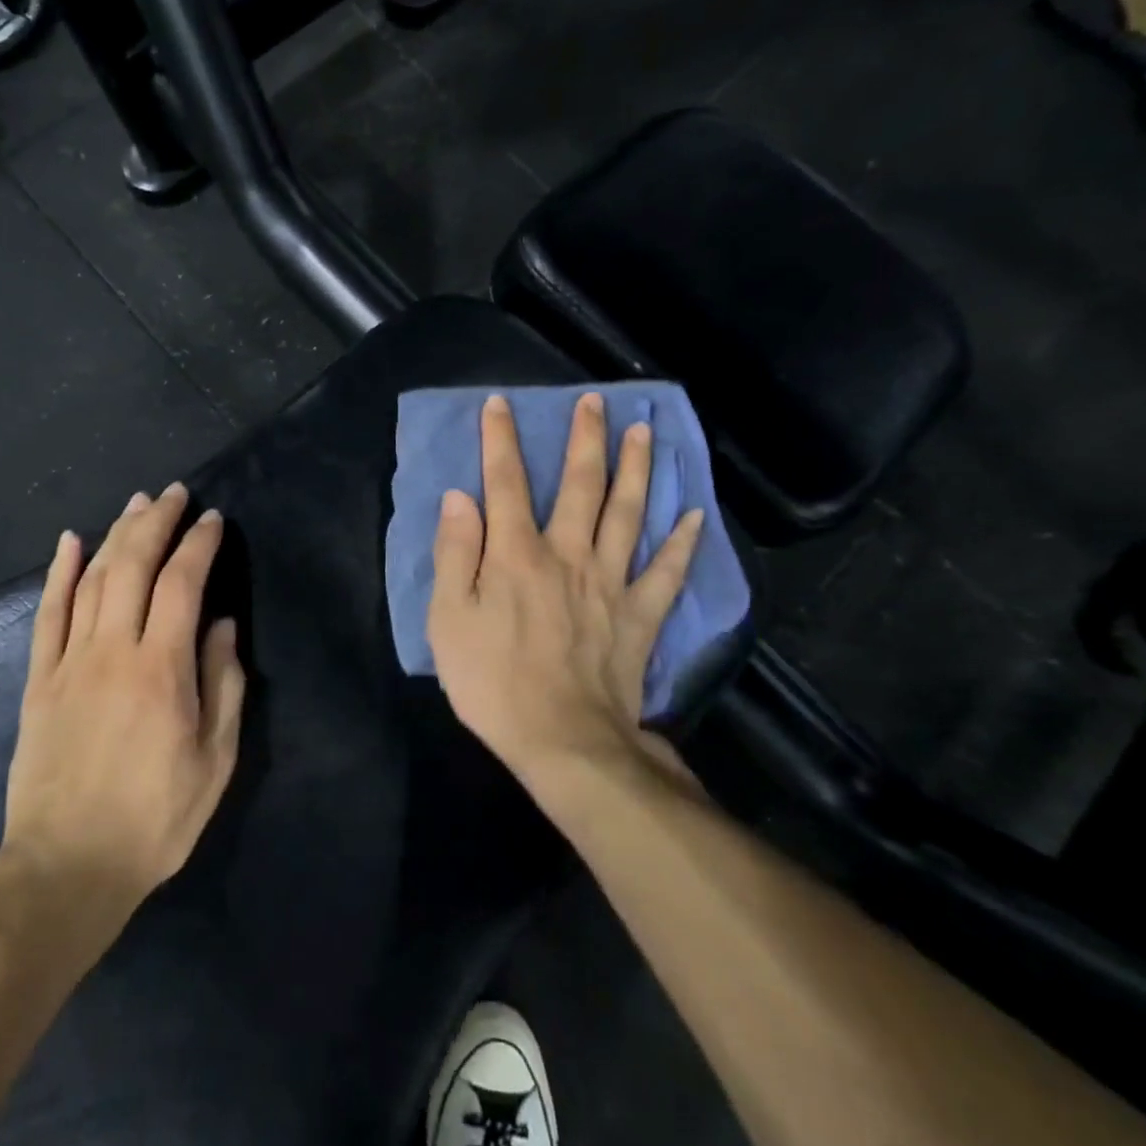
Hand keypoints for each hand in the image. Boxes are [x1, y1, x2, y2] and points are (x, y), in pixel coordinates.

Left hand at [0, 483, 245, 930]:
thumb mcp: (214, 761)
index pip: (182, 584)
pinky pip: (48, 613)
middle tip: (174, 493)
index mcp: (161, 670)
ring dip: (116, 534)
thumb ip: (223, 685)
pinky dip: (58, 572)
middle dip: (156, 521)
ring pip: (92, 579)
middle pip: (133, 565)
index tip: (213, 520)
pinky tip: (69, 540)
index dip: (199, 544)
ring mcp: (69, 661)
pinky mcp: (38, 679)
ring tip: (136, 504)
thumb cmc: (154, 819)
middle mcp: (113, 651)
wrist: (65, 868)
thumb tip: (221, 624)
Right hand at [427, 392, 702, 788]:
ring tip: (645, 432)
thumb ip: (456, 553)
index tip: (500, 403)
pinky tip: (696, 516)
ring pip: (629, 514)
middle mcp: (569, 554)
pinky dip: (684, 543)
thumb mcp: (449, 619)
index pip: (506, 483)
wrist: (564, 743)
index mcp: (517, 554)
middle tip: (595, 401)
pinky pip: (667, 572)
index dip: (501, 440)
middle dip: (585, 439)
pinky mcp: (640, 616)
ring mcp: (611, 583)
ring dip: (637, 469)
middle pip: (582, 486)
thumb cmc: (493, 682)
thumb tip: (460, 497)